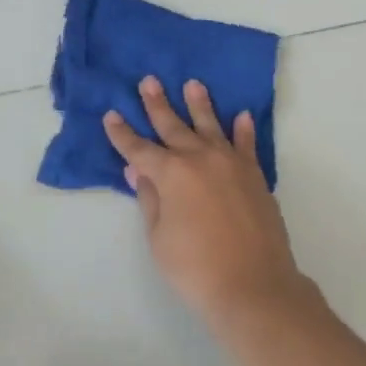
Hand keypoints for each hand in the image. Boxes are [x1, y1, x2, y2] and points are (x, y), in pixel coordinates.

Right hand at [104, 77, 309, 326]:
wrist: (253, 284)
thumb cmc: (195, 267)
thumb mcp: (159, 237)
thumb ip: (150, 198)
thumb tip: (138, 170)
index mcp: (172, 173)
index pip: (140, 149)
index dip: (123, 134)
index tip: (112, 115)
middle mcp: (200, 158)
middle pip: (174, 126)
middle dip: (157, 105)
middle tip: (149, 81)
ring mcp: (231, 163)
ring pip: (211, 126)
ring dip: (200, 104)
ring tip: (193, 84)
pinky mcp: (254, 175)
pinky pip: (247, 144)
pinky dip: (243, 129)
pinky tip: (241, 115)